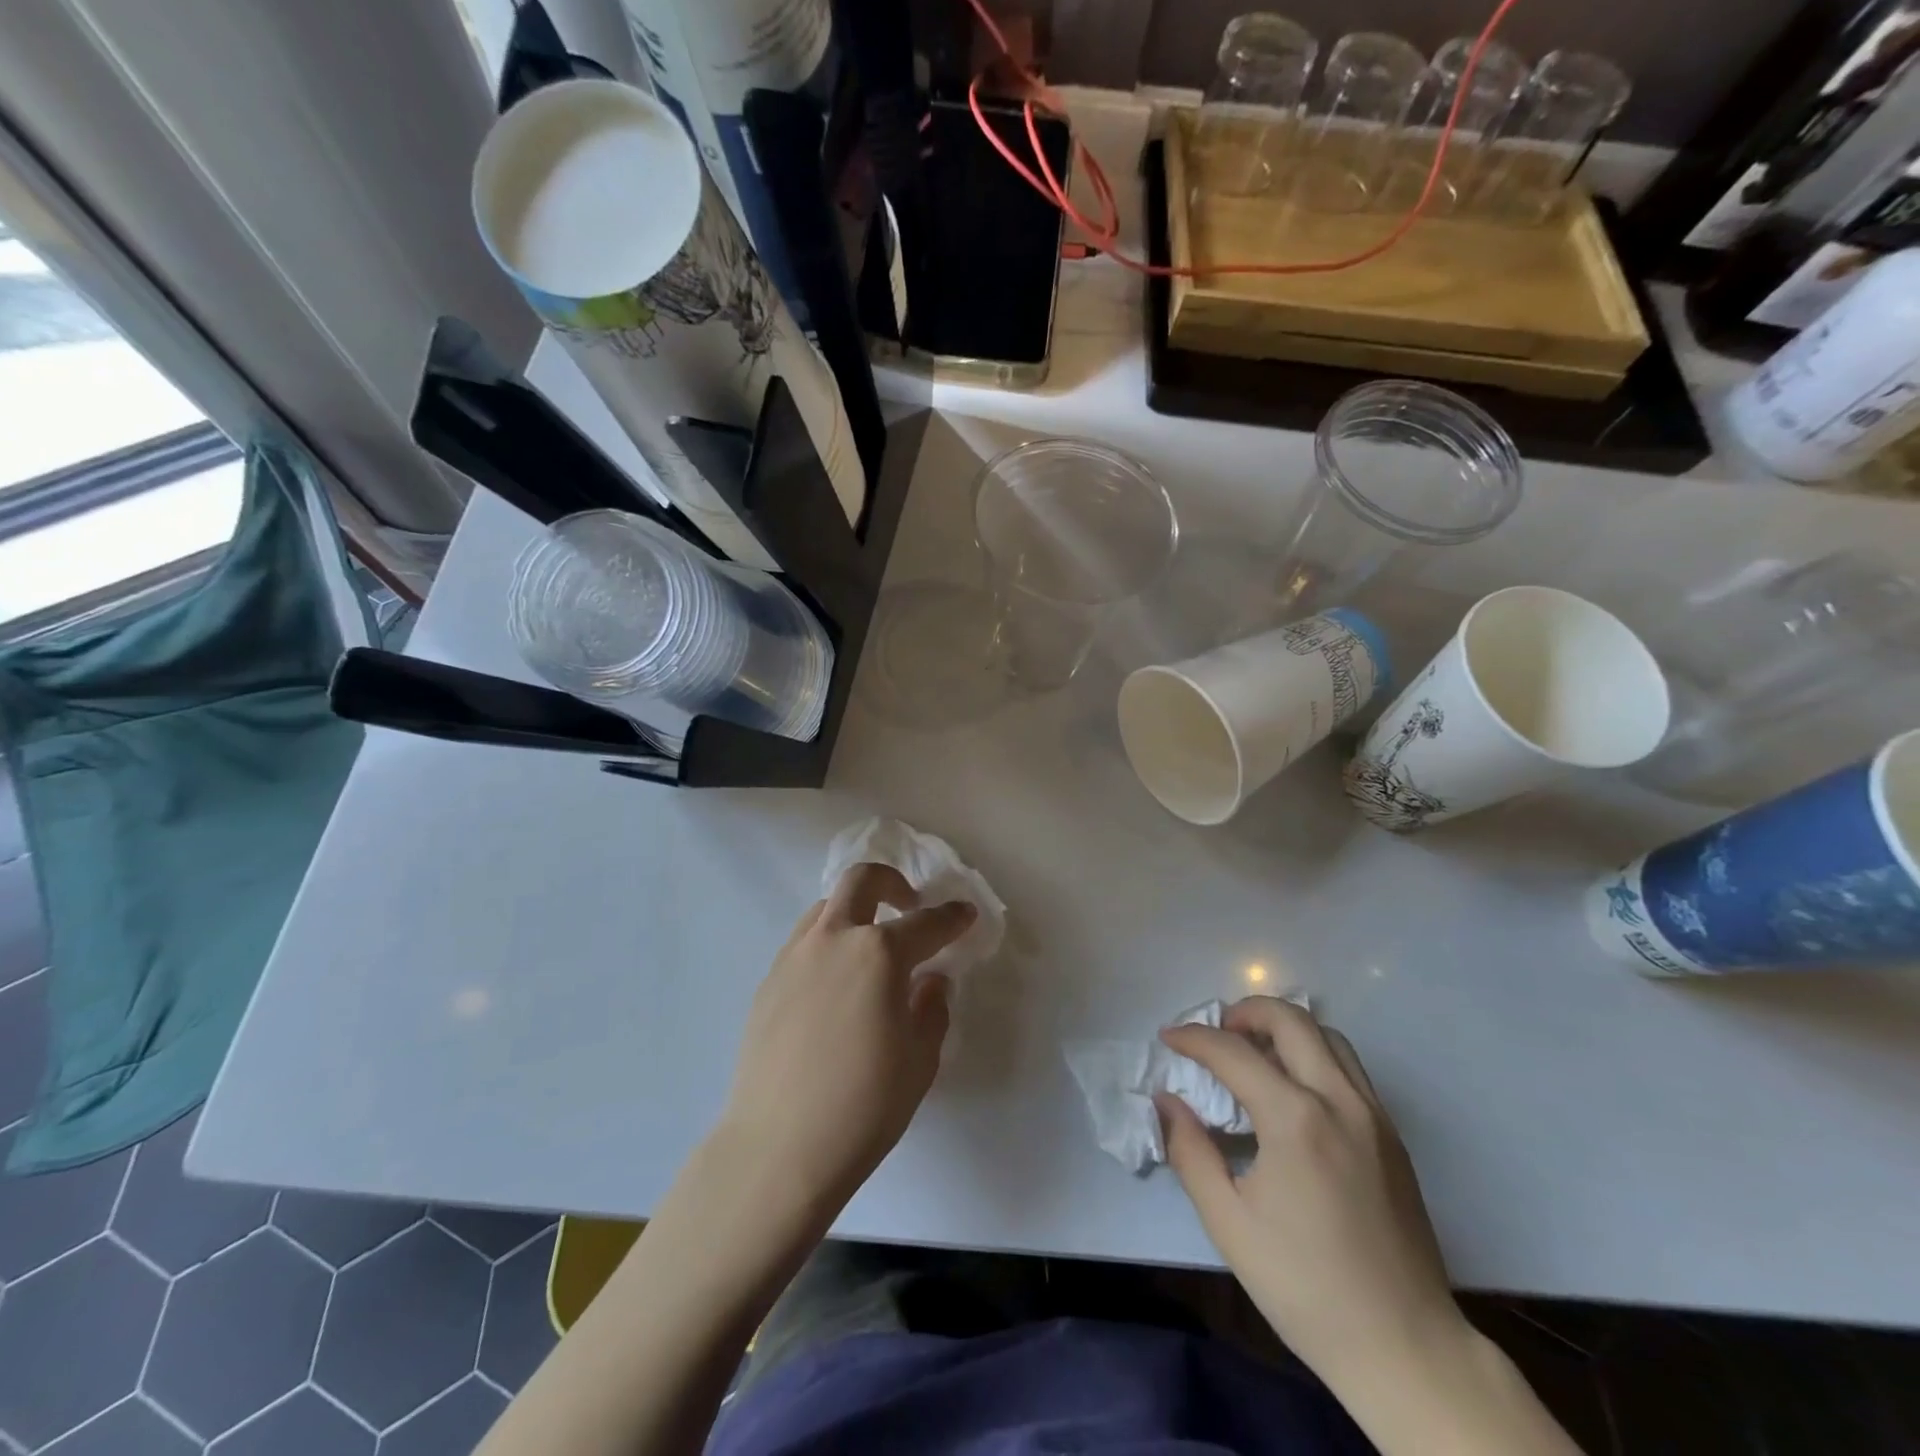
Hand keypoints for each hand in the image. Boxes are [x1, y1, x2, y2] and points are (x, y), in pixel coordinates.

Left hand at [718, 863, 975, 1214]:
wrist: (778, 1149)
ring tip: (869, 948)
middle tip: (908, 905)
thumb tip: (930, 981)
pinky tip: (835, 986)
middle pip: (862, 881)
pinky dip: (828, 945)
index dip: (952, 917)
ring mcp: (794, 957)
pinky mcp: (768, 982)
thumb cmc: (864, 1106)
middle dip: (892, 882)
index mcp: (879, 953)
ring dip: (855, 912)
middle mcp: (834, 940)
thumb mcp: (920, 1059)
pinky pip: (803, 943)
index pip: (926, 923)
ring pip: (826, 908)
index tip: (964, 914)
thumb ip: (932, 1009)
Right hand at [1157, 997, 1464, 1390]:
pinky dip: (1313, 1054)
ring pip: (1327, 1036)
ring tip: (1253, 1051)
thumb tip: (1168, 1101)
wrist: (1406, 1348)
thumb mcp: (1229, 1223)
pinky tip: (1292, 1089)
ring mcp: (1374, 1116)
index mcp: (1295, 1119)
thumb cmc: (1306, 1286)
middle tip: (1215, 1033)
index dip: (1194, 1038)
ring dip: (1284, 1028)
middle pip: (1290, 1020)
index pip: (1233, 1052)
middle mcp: (1339, 1101)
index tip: (1168, 1038)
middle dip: (1245, 1012)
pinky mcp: (1393, 1136)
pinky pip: (1349, 1068)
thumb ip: (1190, 1151)